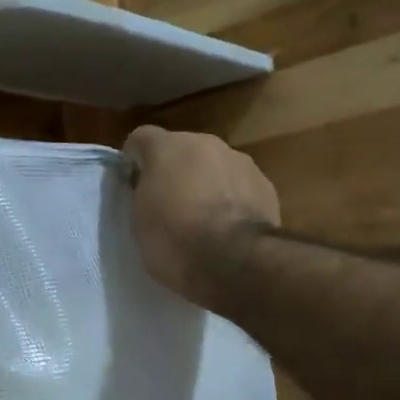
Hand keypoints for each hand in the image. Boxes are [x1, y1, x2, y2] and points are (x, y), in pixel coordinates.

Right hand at [122, 126, 278, 309]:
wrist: (235, 261)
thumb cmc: (175, 240)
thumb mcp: (138, 219)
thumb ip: (143, 192)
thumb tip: (150, 186)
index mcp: (167, 147)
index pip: (141, 138)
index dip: (134, 160)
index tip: (133, 186)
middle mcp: (205, 143)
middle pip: (182, 149)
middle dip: (174, 170)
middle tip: (169, 204)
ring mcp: (240, 161)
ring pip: (214, 165)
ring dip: (206, 182)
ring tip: (204, 218)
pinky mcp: (265, 184)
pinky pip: (239, 185)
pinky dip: (232, 199)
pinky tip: (229, 227)